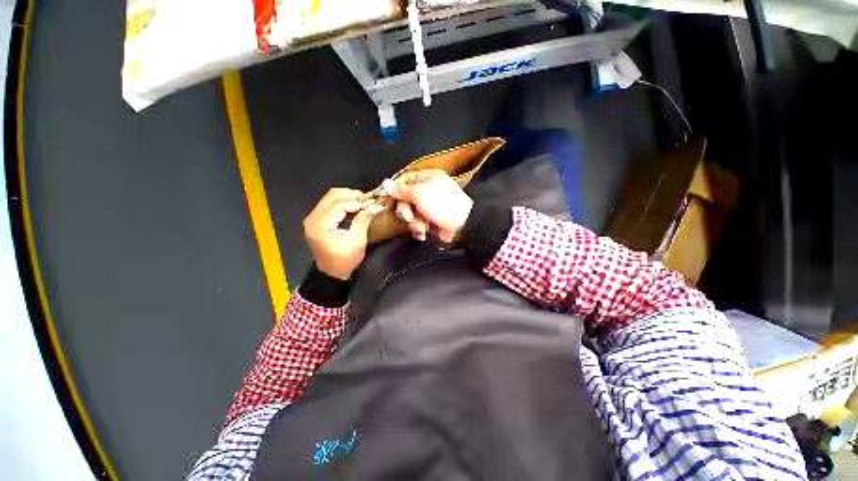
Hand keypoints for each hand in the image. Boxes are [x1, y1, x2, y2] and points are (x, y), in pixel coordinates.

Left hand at [303, 188, 382, 279]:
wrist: (331, 273)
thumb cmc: (344, 260)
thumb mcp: (357, 241)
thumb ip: (363, 220)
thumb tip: (376, 206)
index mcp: (320, 225)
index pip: (339, 204)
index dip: (357, 202)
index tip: (373, 203)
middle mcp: (313, 218)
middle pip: (332, 196)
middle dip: (352, 195)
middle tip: (368, 200)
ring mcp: (313, 218)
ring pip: (330, 197)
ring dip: (348, 197)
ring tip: (363, 202)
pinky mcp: (316, 220)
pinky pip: (329, 204)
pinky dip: (343, 202)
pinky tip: (354, 206)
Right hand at [383, 170, 473, 242]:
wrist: (462, 226)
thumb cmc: (444, 205)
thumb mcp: (420, 194)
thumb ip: (401, 190)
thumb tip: (386, 183)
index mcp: (428, 178)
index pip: (405, 180)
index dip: (395, 189)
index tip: (388, 198)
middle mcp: (428, 191)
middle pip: (406, 199)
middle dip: (406, 211)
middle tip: (409, 216)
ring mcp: (430, 207)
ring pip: (411, 214)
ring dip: (414, 223)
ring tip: (422, 226)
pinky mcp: (432, 220)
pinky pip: (418, 224)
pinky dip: (419, 229)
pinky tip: (424, 232)